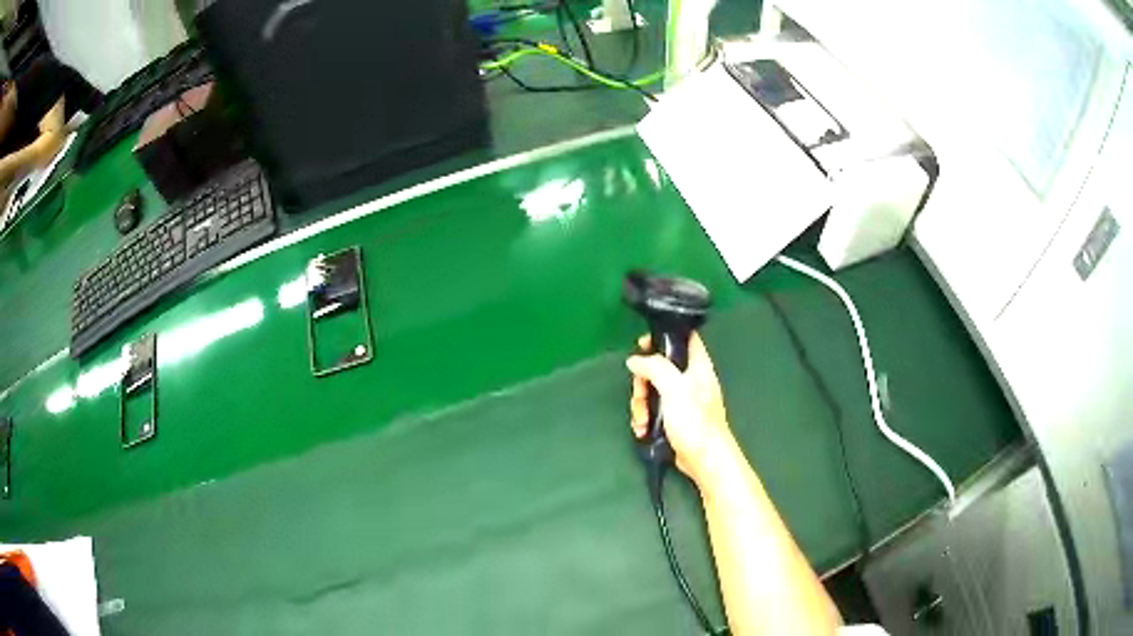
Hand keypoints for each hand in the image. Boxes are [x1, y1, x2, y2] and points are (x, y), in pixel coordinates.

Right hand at [626, 332, 732, 485]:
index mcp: (697, 366)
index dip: (663, 336)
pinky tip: (644, 430)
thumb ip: (654, 368)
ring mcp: (682, 400)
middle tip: (640, 394)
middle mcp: (690, 379)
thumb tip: (635, 360)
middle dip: (643, 381)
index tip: (643, 344)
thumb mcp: (674, 388)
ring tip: (642, 420)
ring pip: (653, 390)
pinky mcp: (675, 419)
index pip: (684, 337)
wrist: (705, 460)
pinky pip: (654, 410)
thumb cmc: (695, 421)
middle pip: (659, 367)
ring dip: (641, 405)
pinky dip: (646, 418)